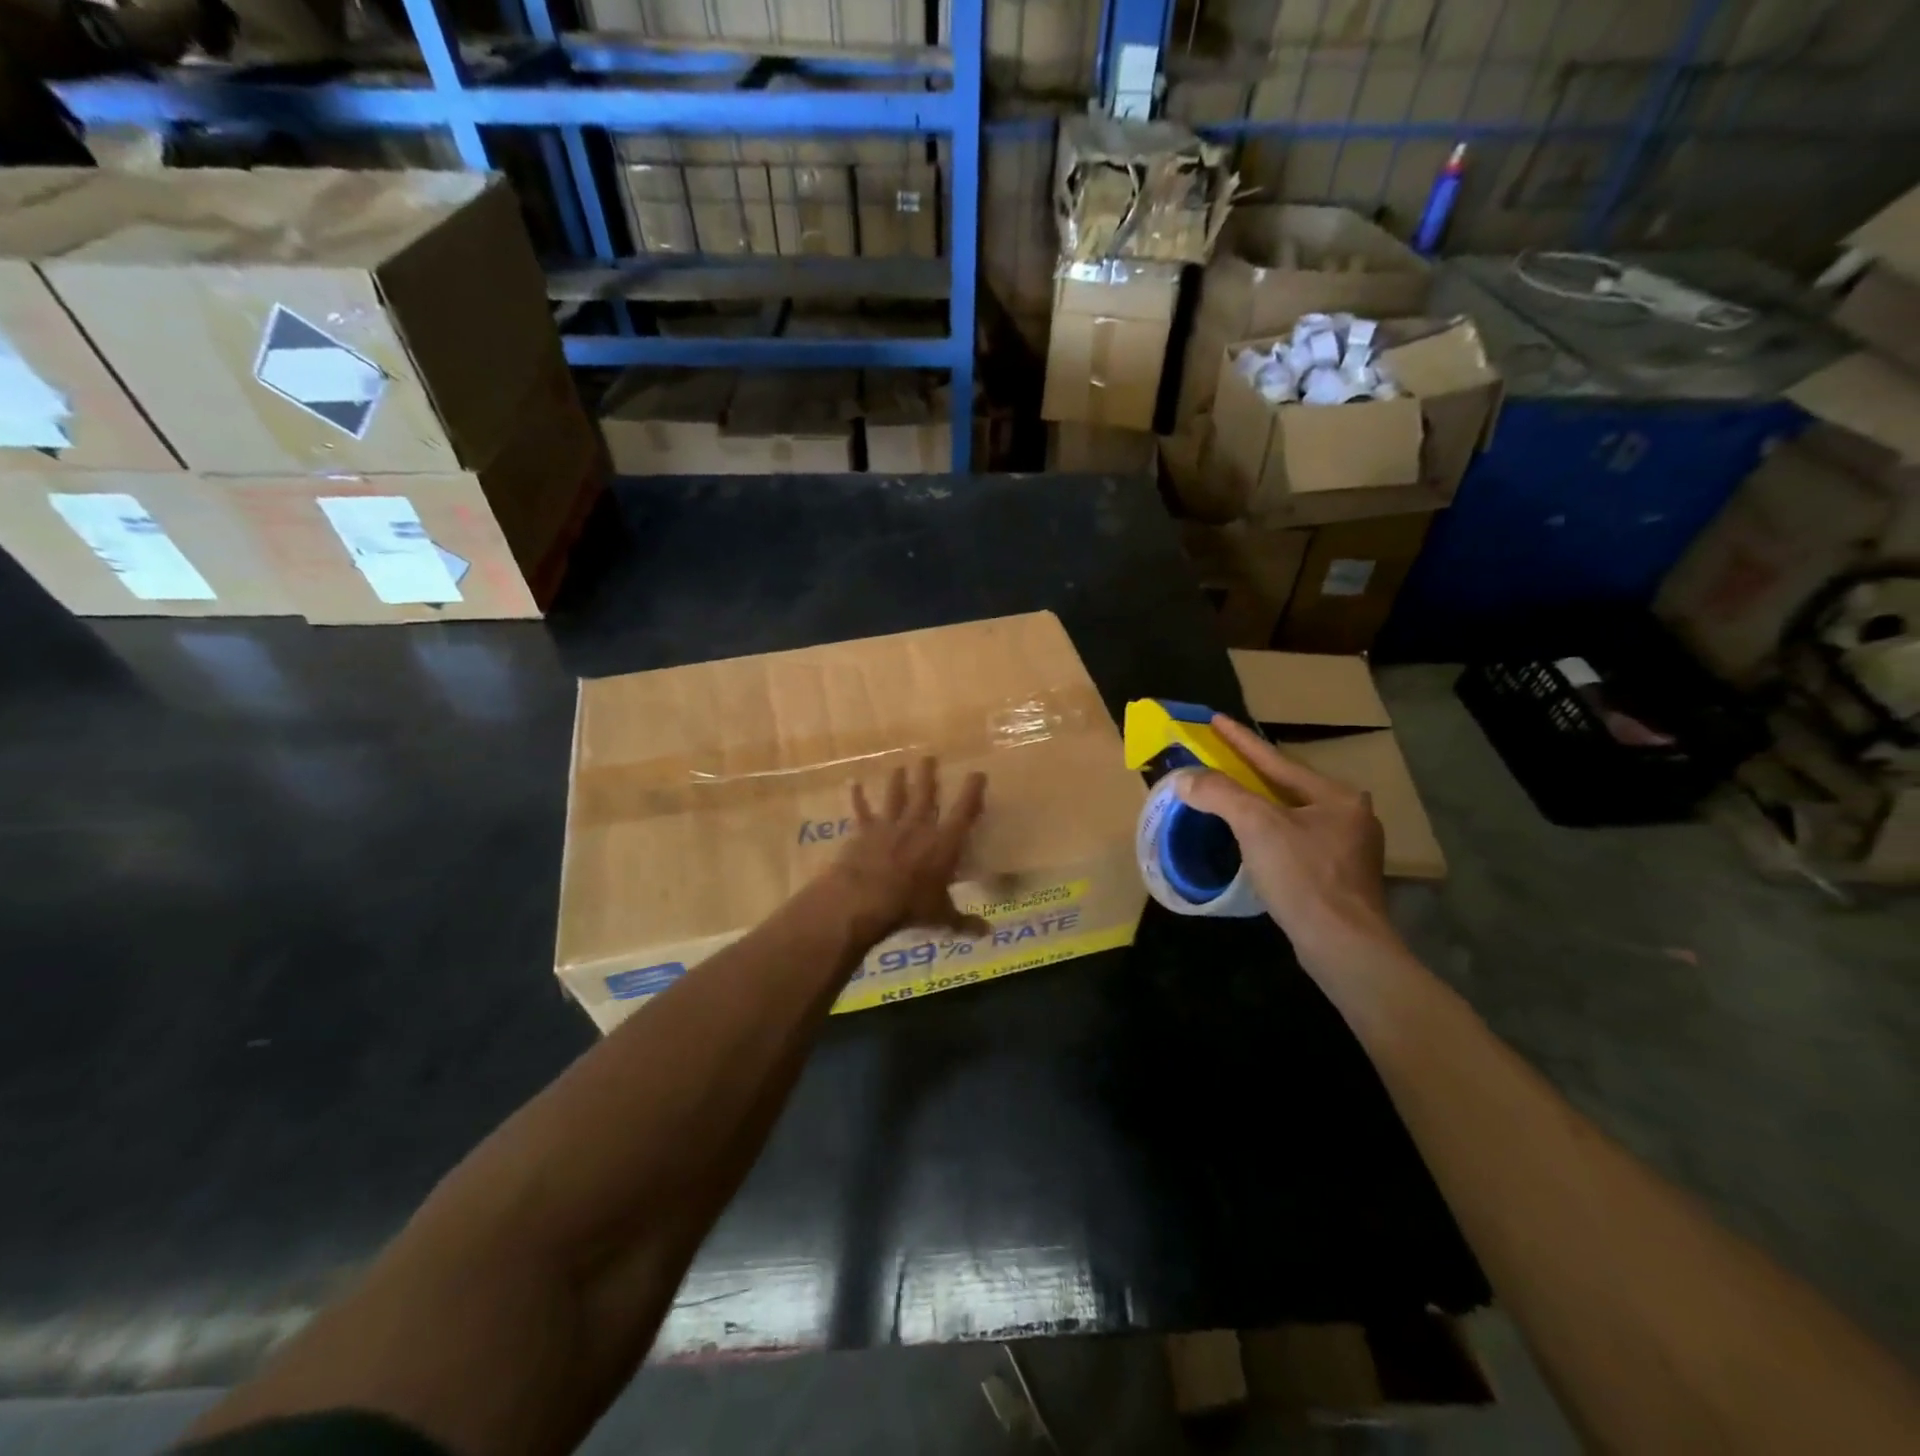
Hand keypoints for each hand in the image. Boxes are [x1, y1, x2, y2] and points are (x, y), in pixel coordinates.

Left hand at [825, 757, 989, 943]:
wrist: (865, 898)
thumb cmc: (910, 905)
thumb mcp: (941, 917)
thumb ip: (964, 921)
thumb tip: (988, 933)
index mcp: (944, 843)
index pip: (964, 811)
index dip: (972, 791)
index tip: (978, 773)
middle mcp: (919, 826)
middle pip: (926, 794)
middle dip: (929, 774)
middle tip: (929, 757)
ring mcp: (890, 826)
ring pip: (896, 796)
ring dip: (898, 781)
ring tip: (900, 766)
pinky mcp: (865, 832)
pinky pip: (862, 812)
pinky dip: (858, 798)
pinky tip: (853, 784)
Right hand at [1174, 715, 1397, 970]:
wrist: (1343, 946)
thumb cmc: (1303, 877)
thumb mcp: (1256, 826)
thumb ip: (1220, 794)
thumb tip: (1185, 778)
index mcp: (1336, 796)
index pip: (1276, 760)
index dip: (1240, 740)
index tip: (1216, 719)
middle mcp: (1349, 816)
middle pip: (1286, 786)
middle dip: (1252, 774)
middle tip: (1220, 760)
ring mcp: (1349, 849)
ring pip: (1291, 816)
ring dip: (1259, 806)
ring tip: (1230, 798)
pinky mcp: (1340, 878)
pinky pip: (1295, 842)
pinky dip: (1269, 834)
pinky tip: (1253, 841)